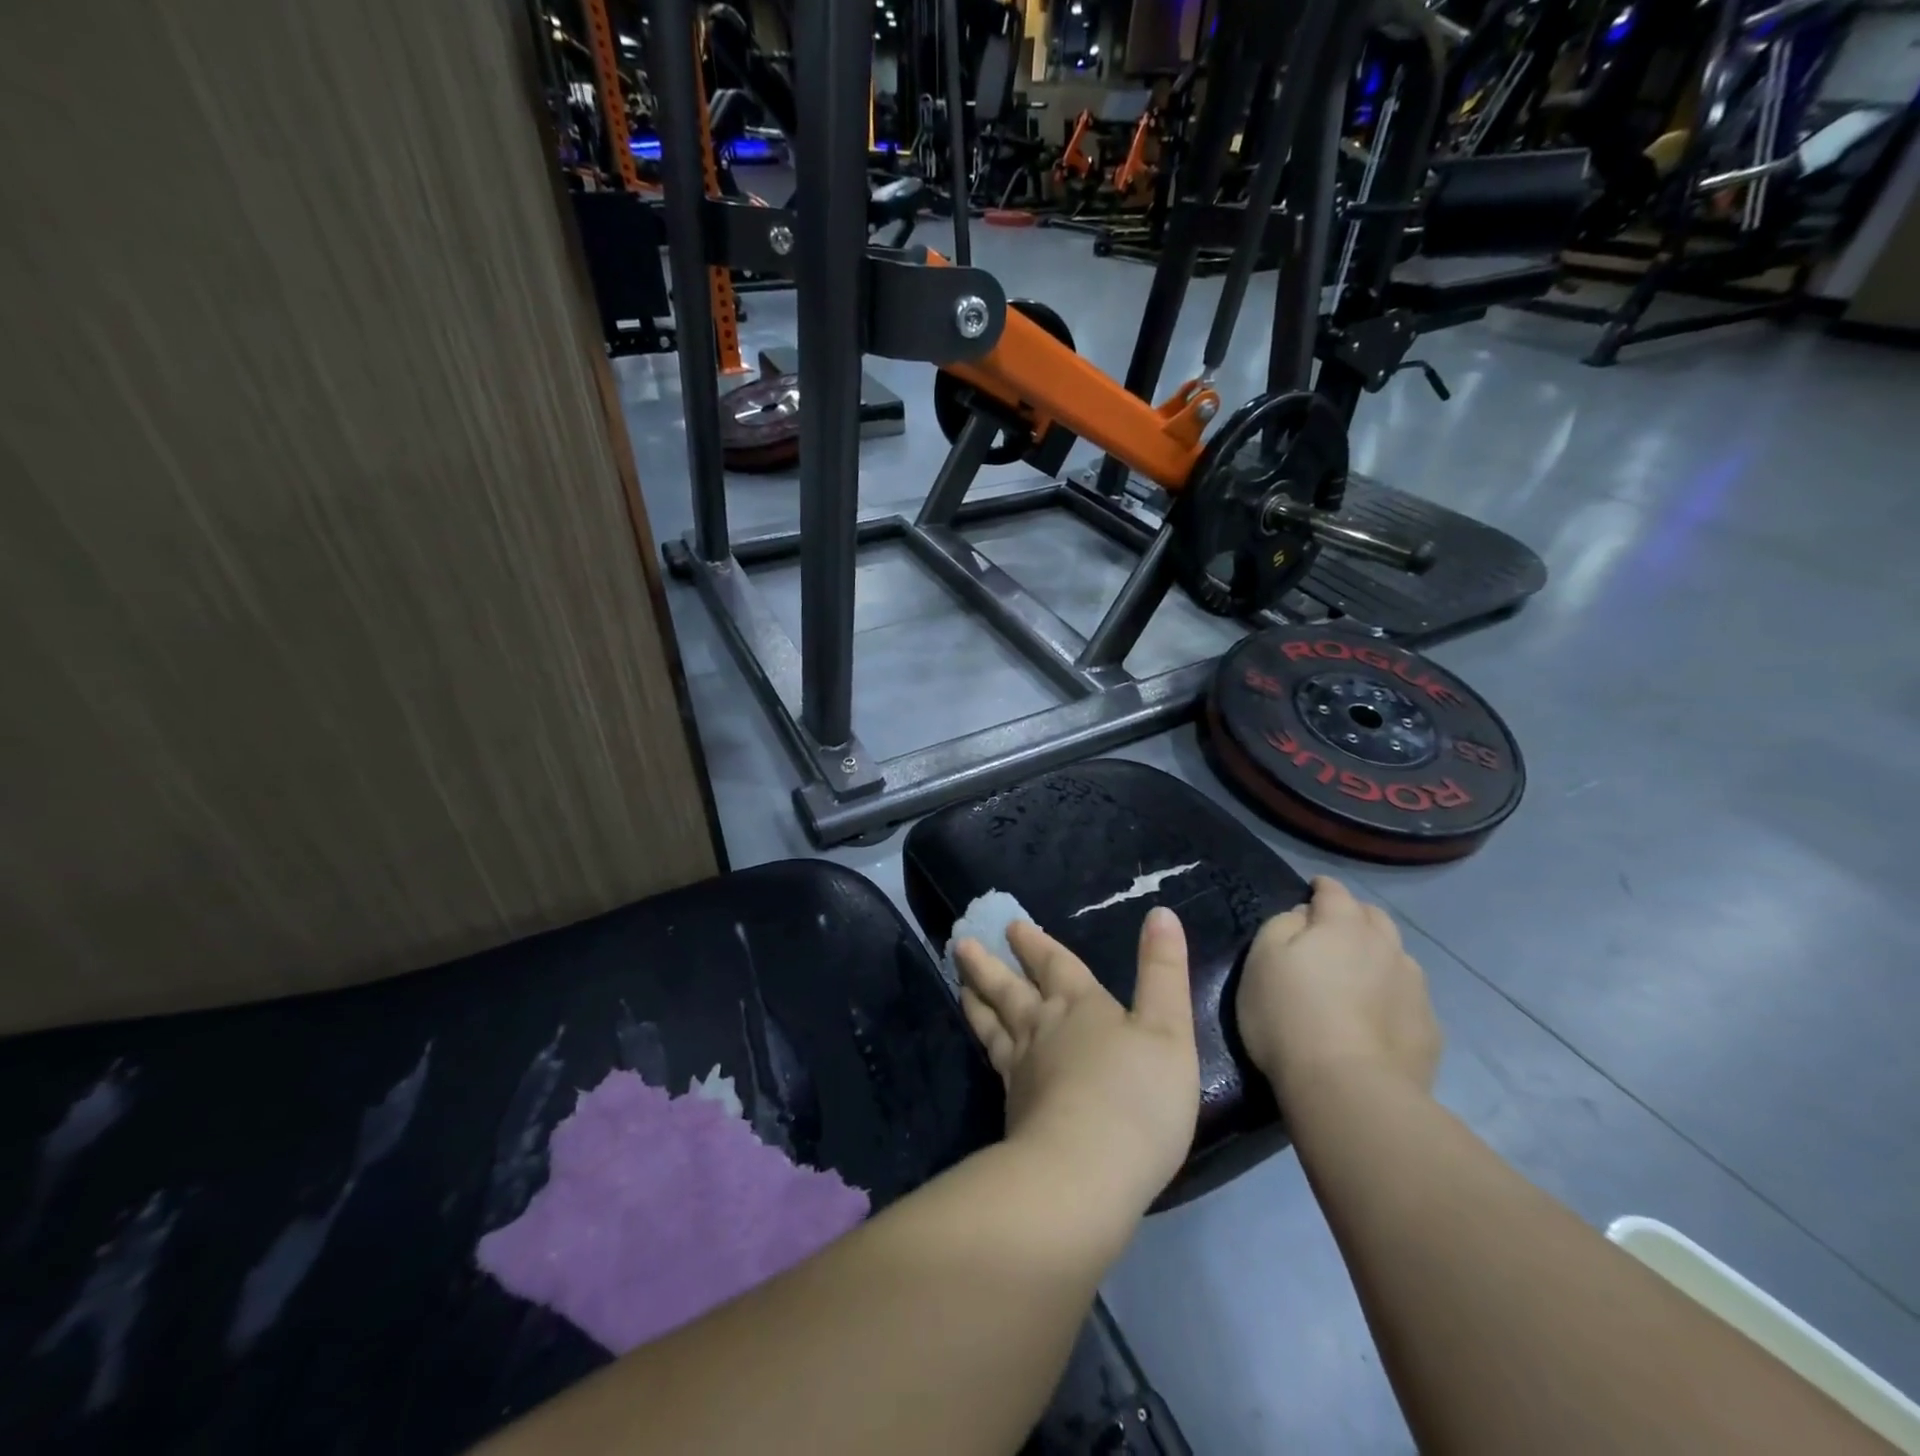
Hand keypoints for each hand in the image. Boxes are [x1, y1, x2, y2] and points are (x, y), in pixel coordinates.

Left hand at [955, 908, 1200, 1217]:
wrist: (1085, 1173)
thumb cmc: (1136, 1097)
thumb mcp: (1168, 1029)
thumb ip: (1163, 971)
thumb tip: (1160, 912)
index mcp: (1080, 1005)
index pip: (1054, 964)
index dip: (1036, 943)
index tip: (1011, 925)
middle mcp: (1044, 1028)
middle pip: (1011, 988)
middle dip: (990, 964)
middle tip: (962, 943)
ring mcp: (1023, 1068)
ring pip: (994, 1022)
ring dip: (978, 999)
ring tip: (961, 983)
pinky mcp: (1014, 1107)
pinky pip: (993, 1062)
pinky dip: (985, 1045)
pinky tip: (986, 1050)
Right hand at [1236, 877, 1441, 1102]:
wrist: (1348, 1089)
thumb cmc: (1289, 1015)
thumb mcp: (1261, 959)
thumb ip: (1282, 925)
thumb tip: (1304, 917)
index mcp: (1343, 925)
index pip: (1334, 891)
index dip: (1321, 887)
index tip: (1312, 890)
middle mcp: (1386, 946)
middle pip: (1374, 917)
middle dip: (1354, 916)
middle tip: (1332, 931)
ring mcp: (1414, 988)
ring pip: (1397, 956)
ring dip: (1377, 955)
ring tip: (1357, 976)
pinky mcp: (1429, 1029)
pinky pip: (1408, 998)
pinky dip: (1392, 995)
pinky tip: (1376, 1017)